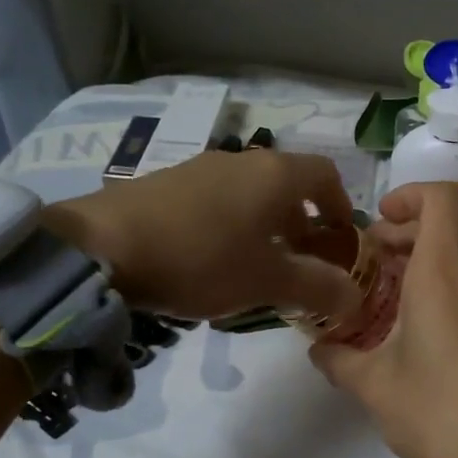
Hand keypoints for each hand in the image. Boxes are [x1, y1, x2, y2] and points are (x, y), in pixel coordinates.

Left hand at [44, 150, 361, 320]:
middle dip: (303, 222)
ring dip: (266, 225)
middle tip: (302, 262)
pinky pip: (217, 199)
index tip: (340, 239)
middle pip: (288, 184)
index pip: (327, 175)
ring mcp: (201, 167)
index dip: (341, 206)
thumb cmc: (202, 258)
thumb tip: (356, 296)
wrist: (102, 247)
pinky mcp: (167, 182)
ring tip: (257, 265)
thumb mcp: (267, 281)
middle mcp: (242, 160)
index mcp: (275, 175)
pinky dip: (232, 224)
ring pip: (251, 192)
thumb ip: (317, 287)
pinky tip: (212, 259)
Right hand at [309, 183, 457, 457]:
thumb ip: (338, 360)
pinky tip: (420, 332)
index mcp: (441, 275)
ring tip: (388, 299)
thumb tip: (318, 350)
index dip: (408, 196)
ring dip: (424, 265)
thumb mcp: (373, 386)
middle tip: (369, 263)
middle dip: (404, 236)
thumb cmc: (436, 412)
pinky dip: (444, 291)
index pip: (439, 201)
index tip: (378, 222)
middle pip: (445, 231)